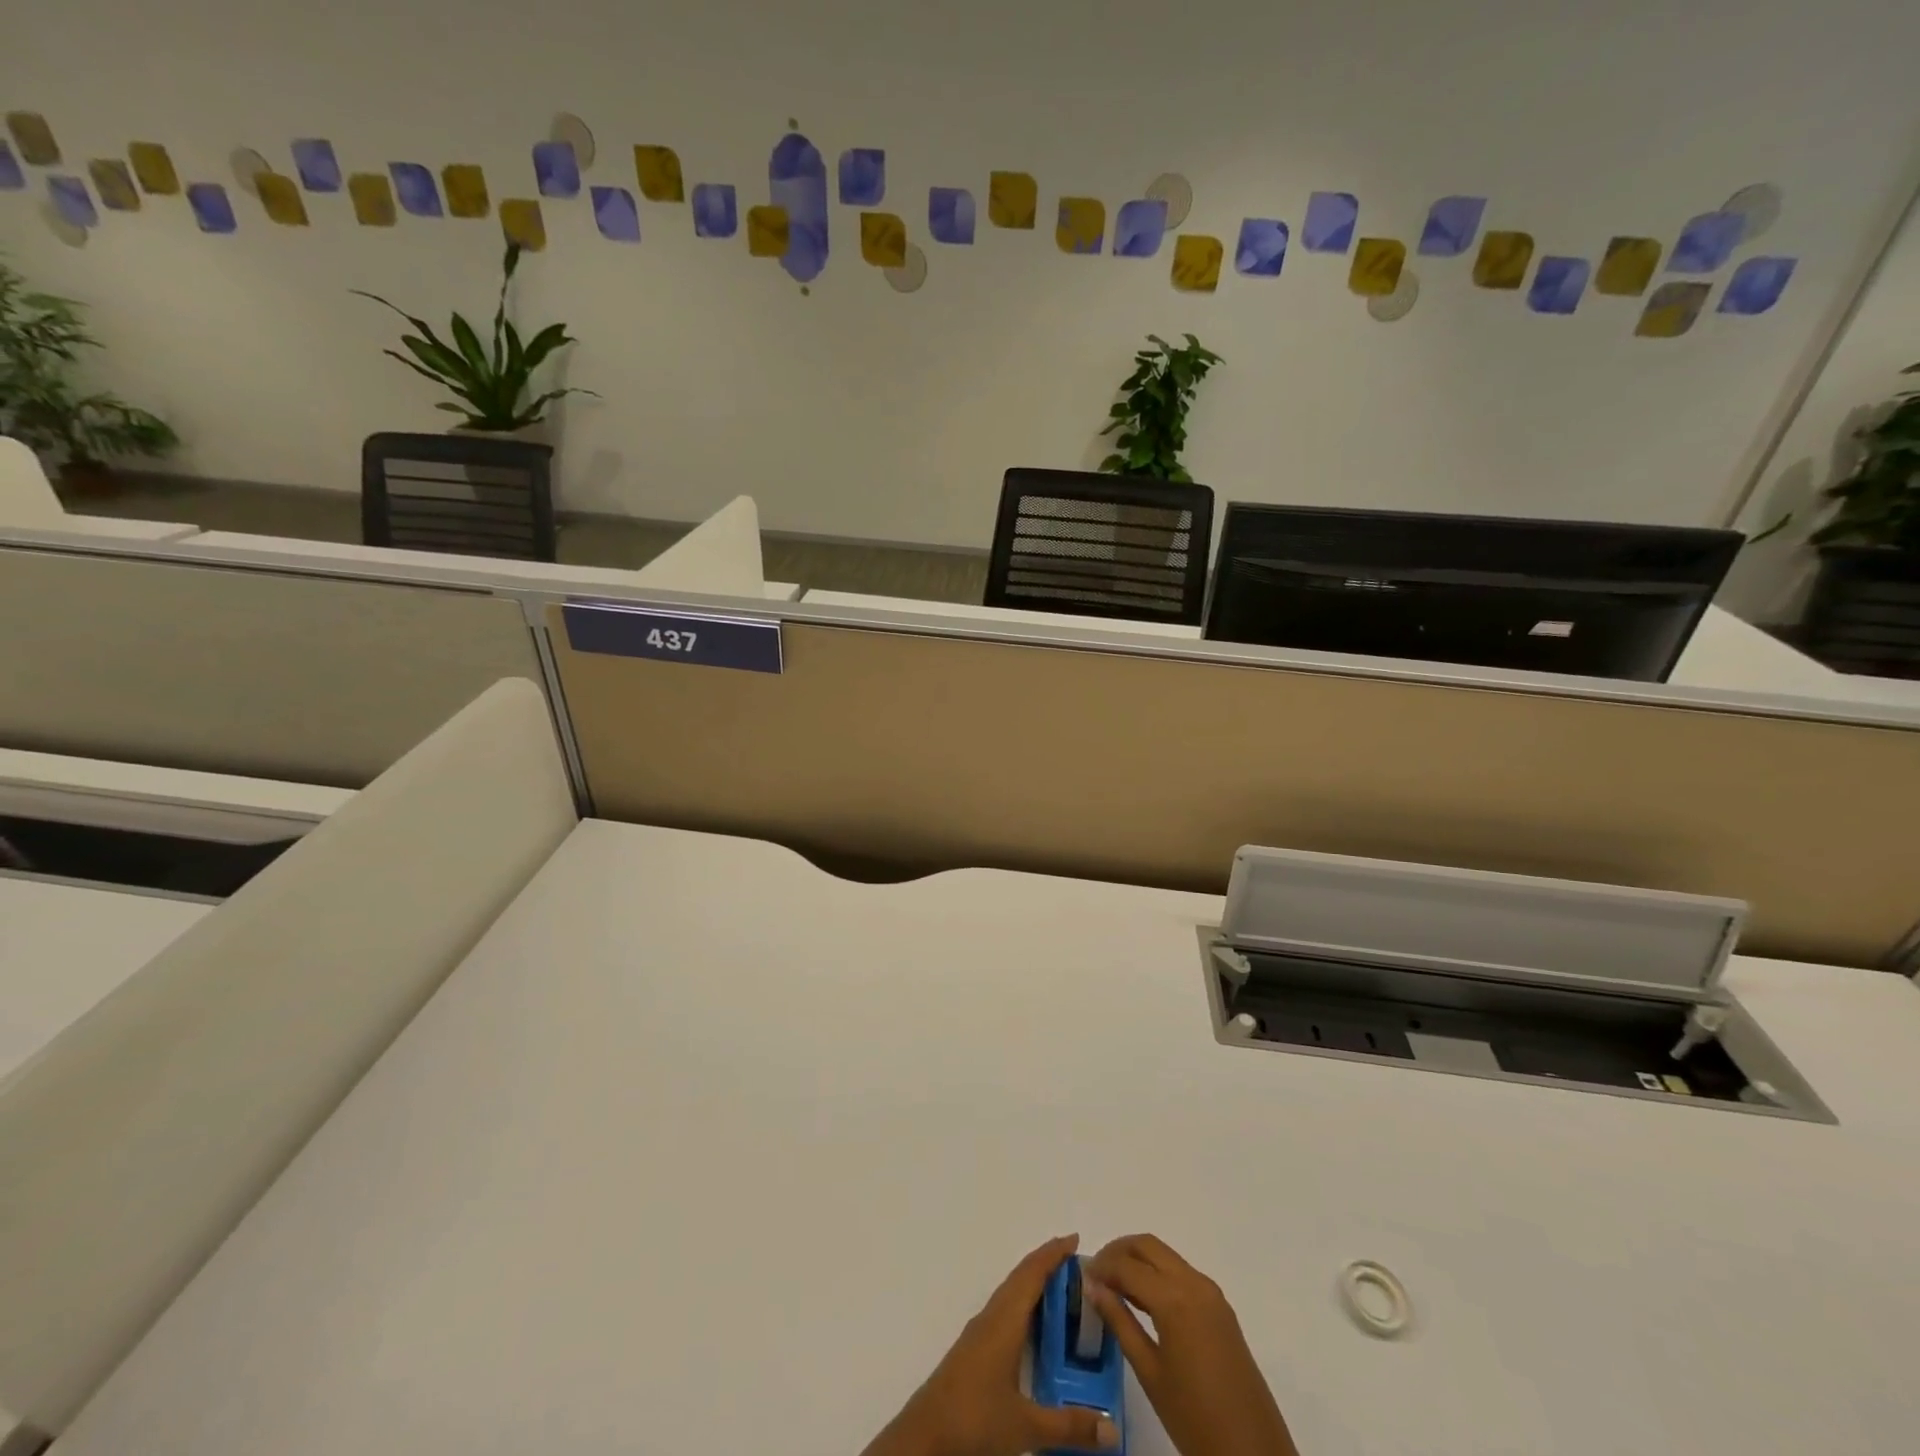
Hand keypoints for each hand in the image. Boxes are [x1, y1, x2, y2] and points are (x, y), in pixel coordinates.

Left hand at [861, 1234, 1121, 1455]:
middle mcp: (991, 1317)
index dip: (1053, 1254)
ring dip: (1033, 1283)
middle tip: (1076, 1261)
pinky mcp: (974, 1349)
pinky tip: (1033, 1324)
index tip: (1075, 1239)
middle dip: (1046, 1264)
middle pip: (1020, 1278)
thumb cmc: (974, 1418)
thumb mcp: (1025, 1425)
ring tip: (1061, 1287)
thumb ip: (1069, 1425)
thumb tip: (1113, 1429)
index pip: (1031, 1274)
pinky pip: (1004, 1310)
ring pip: (1010, 1293)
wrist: (924, 1436)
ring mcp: (980, 1332)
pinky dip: (1023, 1303)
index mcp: (1004, 1321)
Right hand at [1085, 1235, 1297, 1455]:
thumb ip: (1120, 1322)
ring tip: (1115, 1286)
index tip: (1082, 1277)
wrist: (1254, 1454)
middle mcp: (1194, 1283)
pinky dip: (1158, 1274)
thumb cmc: (1194, 1419)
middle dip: (1118, 1251)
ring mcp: (1211, 1294)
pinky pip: (1182, 1274)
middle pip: (1148, 1246)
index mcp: (1174, 1299)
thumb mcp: (1149, 1372)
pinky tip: (1143, 1300)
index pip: (1127, 1266)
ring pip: (1166, 1256)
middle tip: (1097, 1274)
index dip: (1101, 1267)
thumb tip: (1093, 1287)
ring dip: (1139, 1260)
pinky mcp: (1221, 1308)